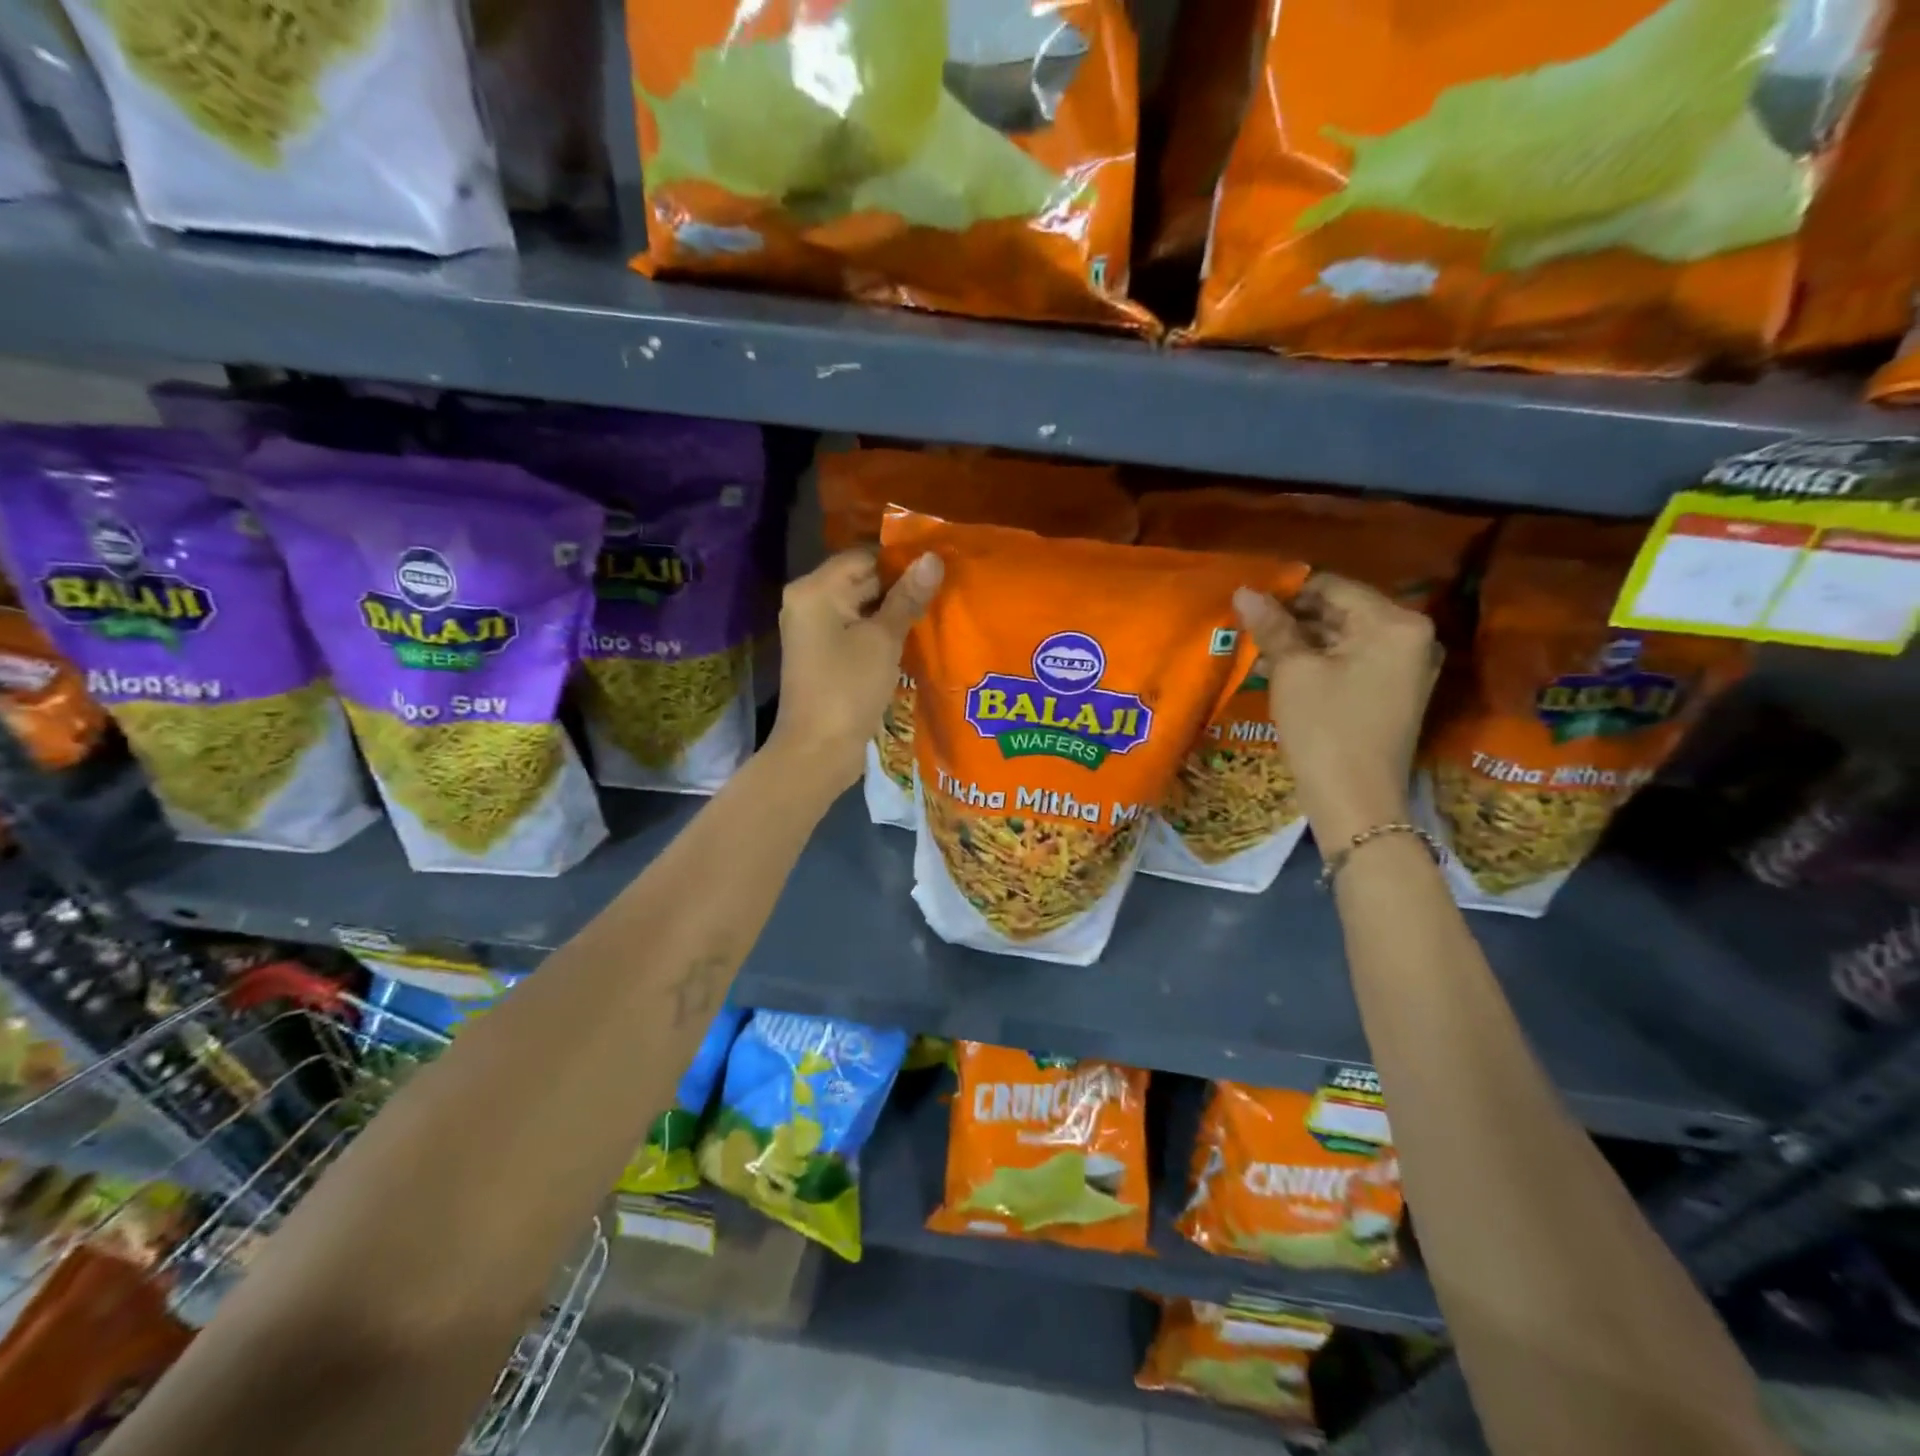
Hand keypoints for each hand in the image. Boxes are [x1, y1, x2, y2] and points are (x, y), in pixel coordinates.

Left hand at [767, 547, 943, 789]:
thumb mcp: (883, 640)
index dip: (901, 560)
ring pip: (862, 607)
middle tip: (945, 589)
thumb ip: (908, 598)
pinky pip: (856, 630)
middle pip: (861, 580)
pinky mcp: (825, 654)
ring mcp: (815, 630)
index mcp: (815, 590)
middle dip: (900, 586)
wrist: (818, 750)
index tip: (939, 567)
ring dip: (894, 611)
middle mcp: (809, 602)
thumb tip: (933, 558)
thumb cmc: (848, 688)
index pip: (864, 556)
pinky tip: (914, 637)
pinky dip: (881, 631)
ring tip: (937, 610)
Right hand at [1233, 574, 1438, 845]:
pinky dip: (1317, 663)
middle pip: (1341, 611)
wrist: (1356, 802)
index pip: (1333, 586)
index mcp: (1395, 623)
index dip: (1286, 592)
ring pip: (1342, 638)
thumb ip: (1272, 626)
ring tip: (1255, 651)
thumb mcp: (1293, 671)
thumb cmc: (1325, 728)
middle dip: (1293, 618)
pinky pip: (1351, 662)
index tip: (1247, 604)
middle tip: (1247, 629)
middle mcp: (1410, 637)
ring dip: (1300, 642)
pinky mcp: (1392, 693)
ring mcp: (1405, 667)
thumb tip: (1245, 590)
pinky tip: (1278, 671)